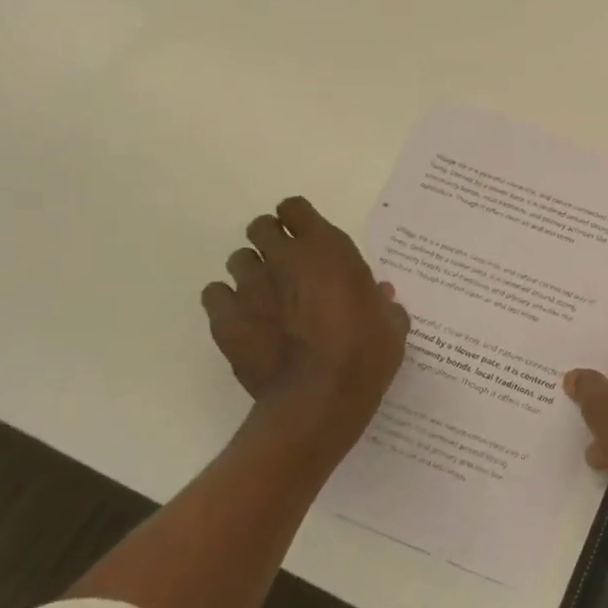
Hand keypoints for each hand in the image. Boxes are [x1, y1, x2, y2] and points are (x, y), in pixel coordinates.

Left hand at [201, 196, 410, 450]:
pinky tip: (244, 320)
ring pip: (238, 260)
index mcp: (327, 250)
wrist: (321, 398)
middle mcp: (284, 258)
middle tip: (287, 266)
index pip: (296, 209)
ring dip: (252, 272)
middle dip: (272, 241)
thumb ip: (383, 302)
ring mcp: (250, 288)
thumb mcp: (392, 324)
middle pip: (261, 228)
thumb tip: (379, 295)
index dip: (300, 220)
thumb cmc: (366, 354)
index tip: (308, 237)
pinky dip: (227, 302)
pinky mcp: (225, 319)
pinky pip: (215, 295)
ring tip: (266, 296)